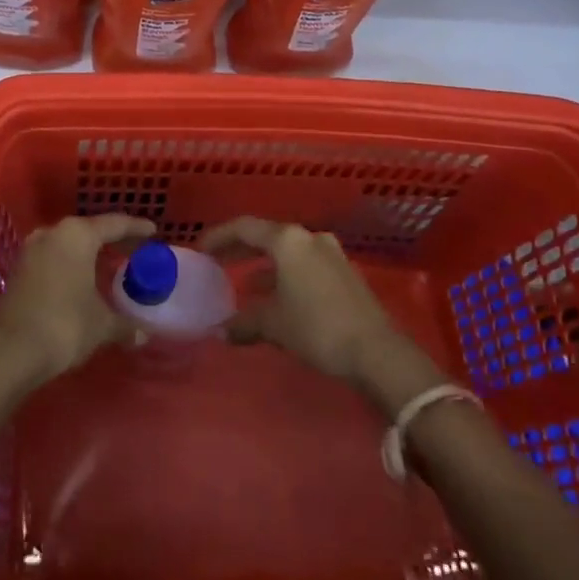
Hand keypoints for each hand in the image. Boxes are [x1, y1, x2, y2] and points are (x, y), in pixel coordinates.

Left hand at [0, 213, 155, 384]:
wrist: (11, 351)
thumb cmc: (64, 325)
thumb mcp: (101, 324)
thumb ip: (124, 324)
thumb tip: (143, 334)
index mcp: (78, 234)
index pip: (114, 224)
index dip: (136, 228)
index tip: (152, 230)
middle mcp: (54, 232)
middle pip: (90, 230)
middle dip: (112, 239)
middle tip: (134, 248)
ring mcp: (33, 249)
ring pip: (69, 243)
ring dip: (89, 252)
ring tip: (109, 263)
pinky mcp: (20, 269)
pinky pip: (54, 257)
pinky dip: (71, 263)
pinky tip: (81, 278)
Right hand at [203, 217, 404, 382]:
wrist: (377, 351)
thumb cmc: (317, 328)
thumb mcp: (274, 325)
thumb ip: (244, 322)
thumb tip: (221, 331)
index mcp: (287, 240)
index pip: (244, 227)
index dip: (219, 236)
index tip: (201, 249)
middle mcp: (308, 237)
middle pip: (266, 236)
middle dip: (241, 249)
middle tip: (218, 262)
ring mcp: (330, 253)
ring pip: (287, 252)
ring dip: (265, 266)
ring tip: (246, 286)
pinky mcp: (344, 272)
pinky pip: (304, 265)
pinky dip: (285, 275)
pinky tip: (278, 298)